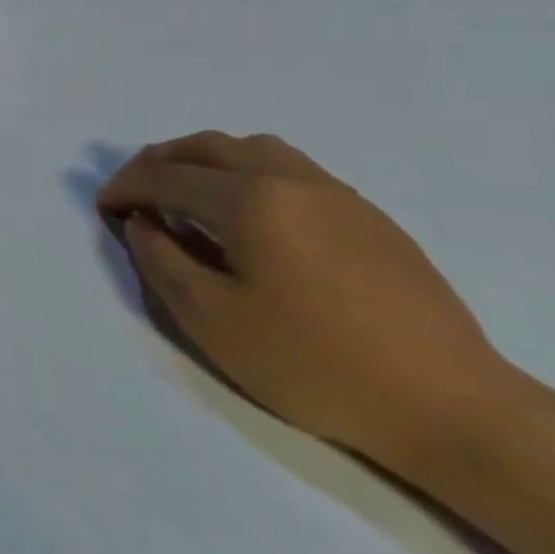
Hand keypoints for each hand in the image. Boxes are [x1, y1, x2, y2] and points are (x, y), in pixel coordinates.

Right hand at [97, 132, 512, 463]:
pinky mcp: (370, 218)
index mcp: (251, 199)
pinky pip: (291, 170)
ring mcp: (338, 195)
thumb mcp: (210, 318)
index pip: (166, 175)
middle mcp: (292, 180)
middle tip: (136, 192)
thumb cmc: (312, 362)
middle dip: (161, 161)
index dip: (125, 187)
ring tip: (188, 194)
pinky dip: (249, 174)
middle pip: (209, 146)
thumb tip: (142, 222)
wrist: (450, 407)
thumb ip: (161, 259)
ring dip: (207, 161)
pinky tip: (249, 217)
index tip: (104, 209)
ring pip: (255, 149)